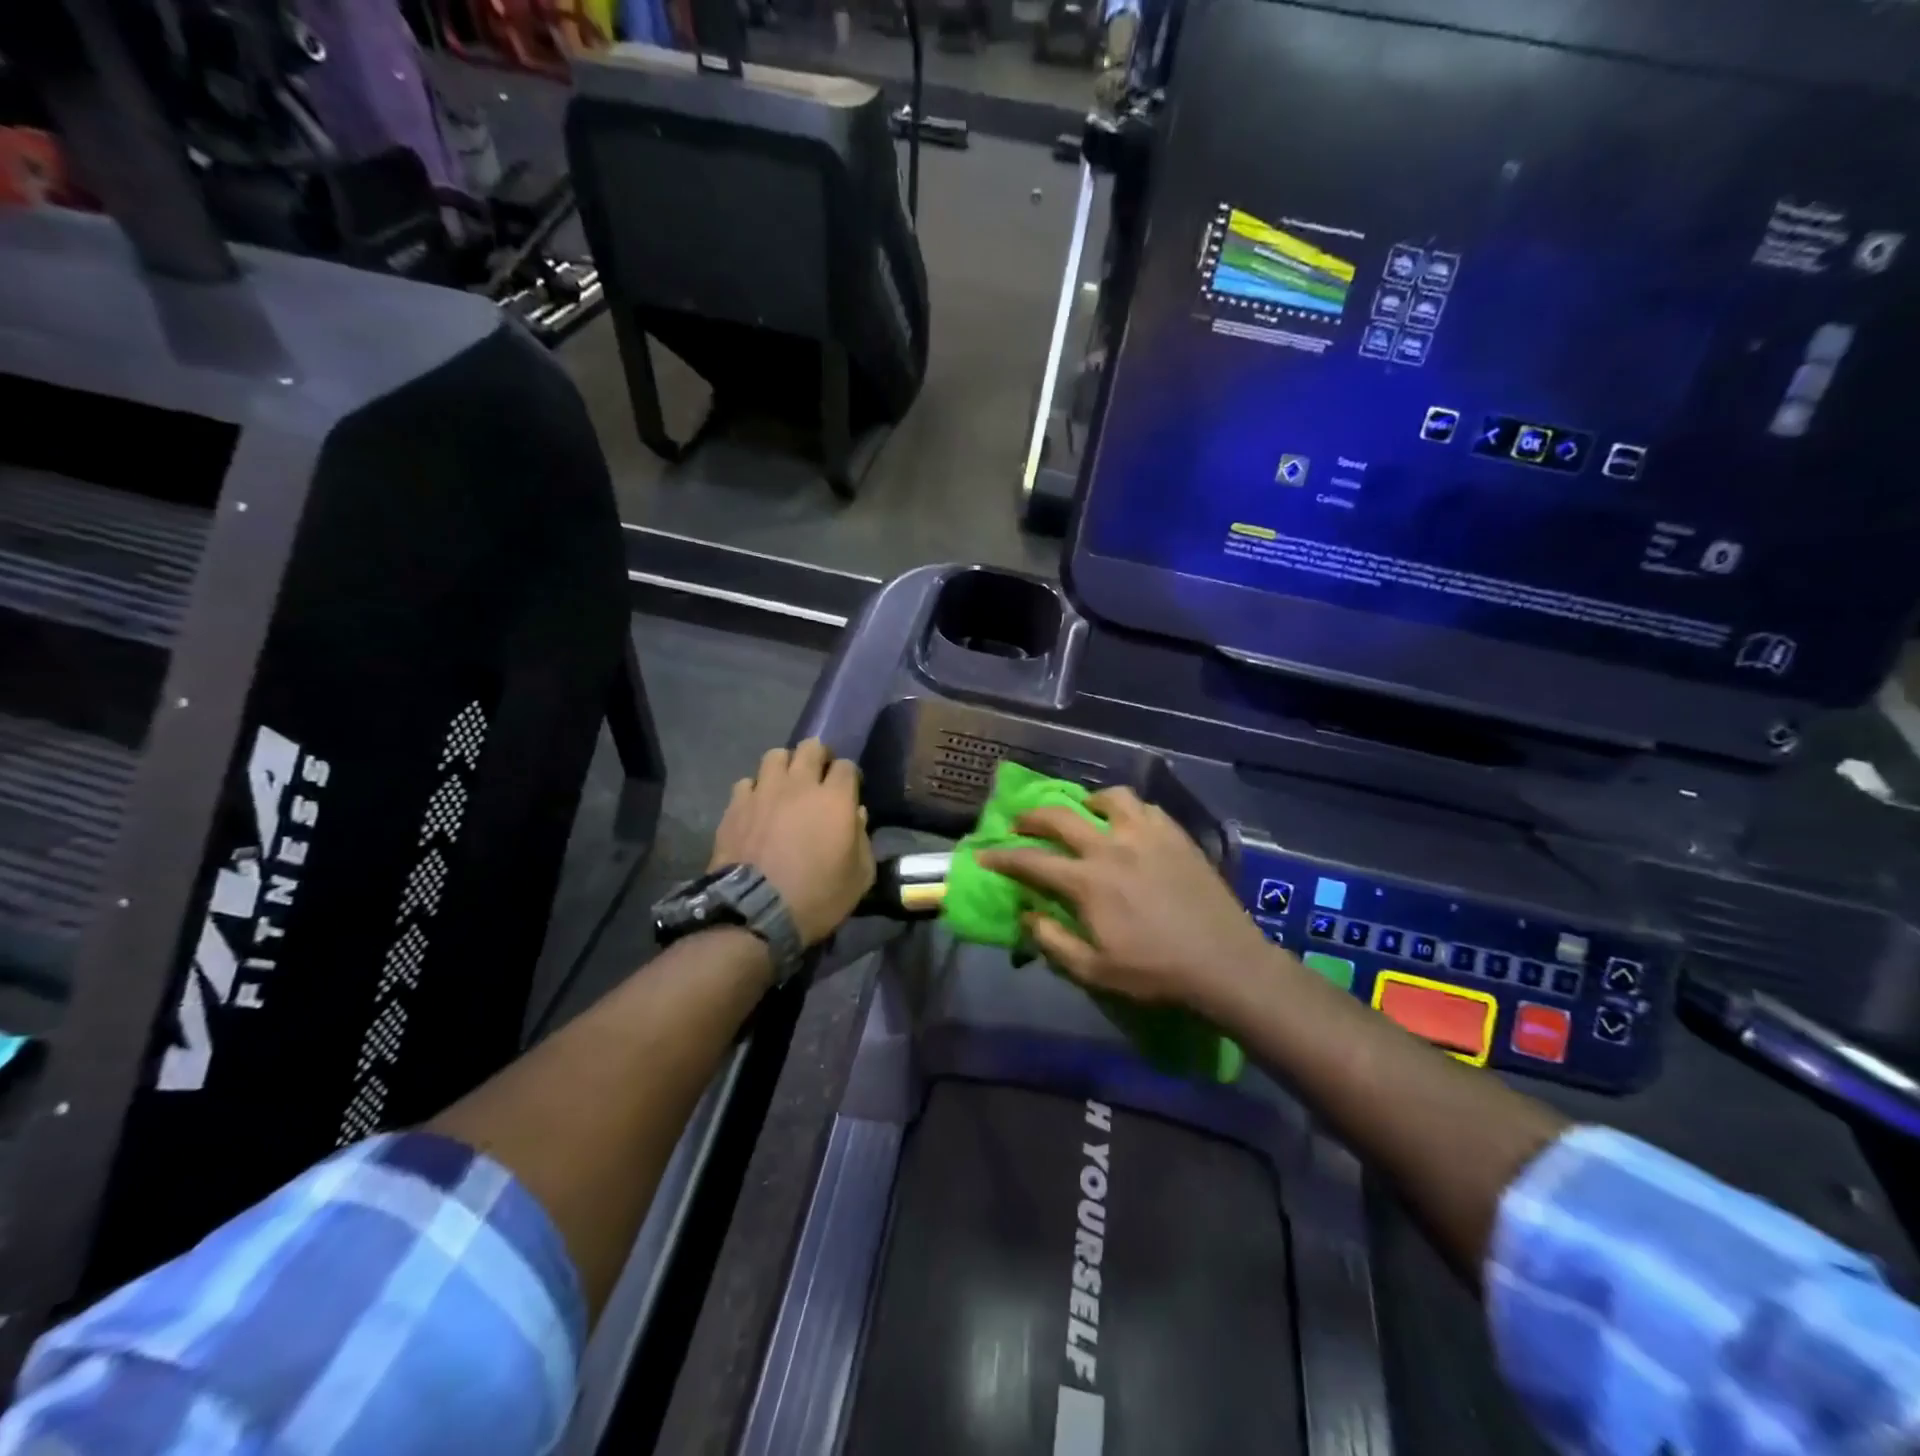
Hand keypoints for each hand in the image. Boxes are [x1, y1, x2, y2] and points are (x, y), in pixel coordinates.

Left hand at [709, 739, 875, 946]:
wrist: (755, 914)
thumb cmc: (817, 897)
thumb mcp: (858, 877)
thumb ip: (863, 840)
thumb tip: (856, 814)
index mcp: (835, 799)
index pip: (847, 766)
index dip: (850, 776)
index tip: (849, 790)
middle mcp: (800, 785)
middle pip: (811, 747)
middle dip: (819, 757)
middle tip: (818, 778)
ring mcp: (764, 791)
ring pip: (775, 755)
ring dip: (785, 766)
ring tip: (785, 786)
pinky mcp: (735, 805)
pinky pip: (747, 782)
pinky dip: (755, 790)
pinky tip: (757, 807)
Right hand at [976, 787, 1271, 1015]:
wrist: (1223, 962)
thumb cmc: (1155, 971)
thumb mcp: (1094, 971)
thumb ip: (1052, 941)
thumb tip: (1026, 913)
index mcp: (1087, 882)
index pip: (1031, 861)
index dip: (1002, 857)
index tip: (984, 854)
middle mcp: (1110, 847)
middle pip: (1060, 817)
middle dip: (1031, 817)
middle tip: (1021, 823)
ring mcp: (1146, 835)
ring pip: (1109, 798)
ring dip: (1087, 803)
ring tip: (1085, 814)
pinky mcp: (1175, 835)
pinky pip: (1145, 807)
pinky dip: (1128, 809)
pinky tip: (1128, 824)